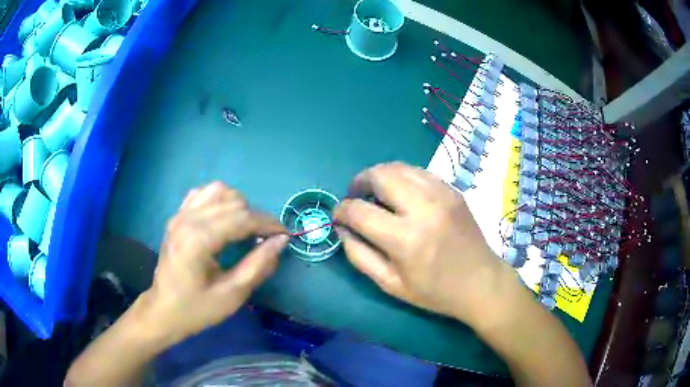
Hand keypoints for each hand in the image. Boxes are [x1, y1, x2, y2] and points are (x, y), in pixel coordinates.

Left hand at [136, 182, 288, 345]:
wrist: (163, 311)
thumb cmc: (197, 309)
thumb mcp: (232, 294)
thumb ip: (258, 265)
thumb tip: (281, 241)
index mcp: (198, 240)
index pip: (242, 218)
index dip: (268, 224)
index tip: (285, 235)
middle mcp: (188, 219)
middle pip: (233, 201)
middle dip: (256, 217)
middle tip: (267, 239)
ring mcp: (180, 214)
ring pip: (218, 190)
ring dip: (238, 205)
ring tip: (245, 228)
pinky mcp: (177, 216)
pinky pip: (202, 194)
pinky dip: (219, 200)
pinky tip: (223, 219)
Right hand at [334, 162, 514, 325]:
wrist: (481, 282)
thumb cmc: (434, 291)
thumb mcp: (390, 284)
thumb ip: (359, 255)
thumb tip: (342, 228)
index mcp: (405, 239)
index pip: (359, 211)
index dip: (341, 211)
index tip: (338, 216)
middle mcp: (424, 208)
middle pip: (379, 175)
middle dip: (359, 182)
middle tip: (356, 197)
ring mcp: (442, 194)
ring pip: (399, 167)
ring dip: (380, 176)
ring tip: (377, 193)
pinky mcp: (452, 190)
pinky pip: (419, 172)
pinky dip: (402, 177)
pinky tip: (402, 194)